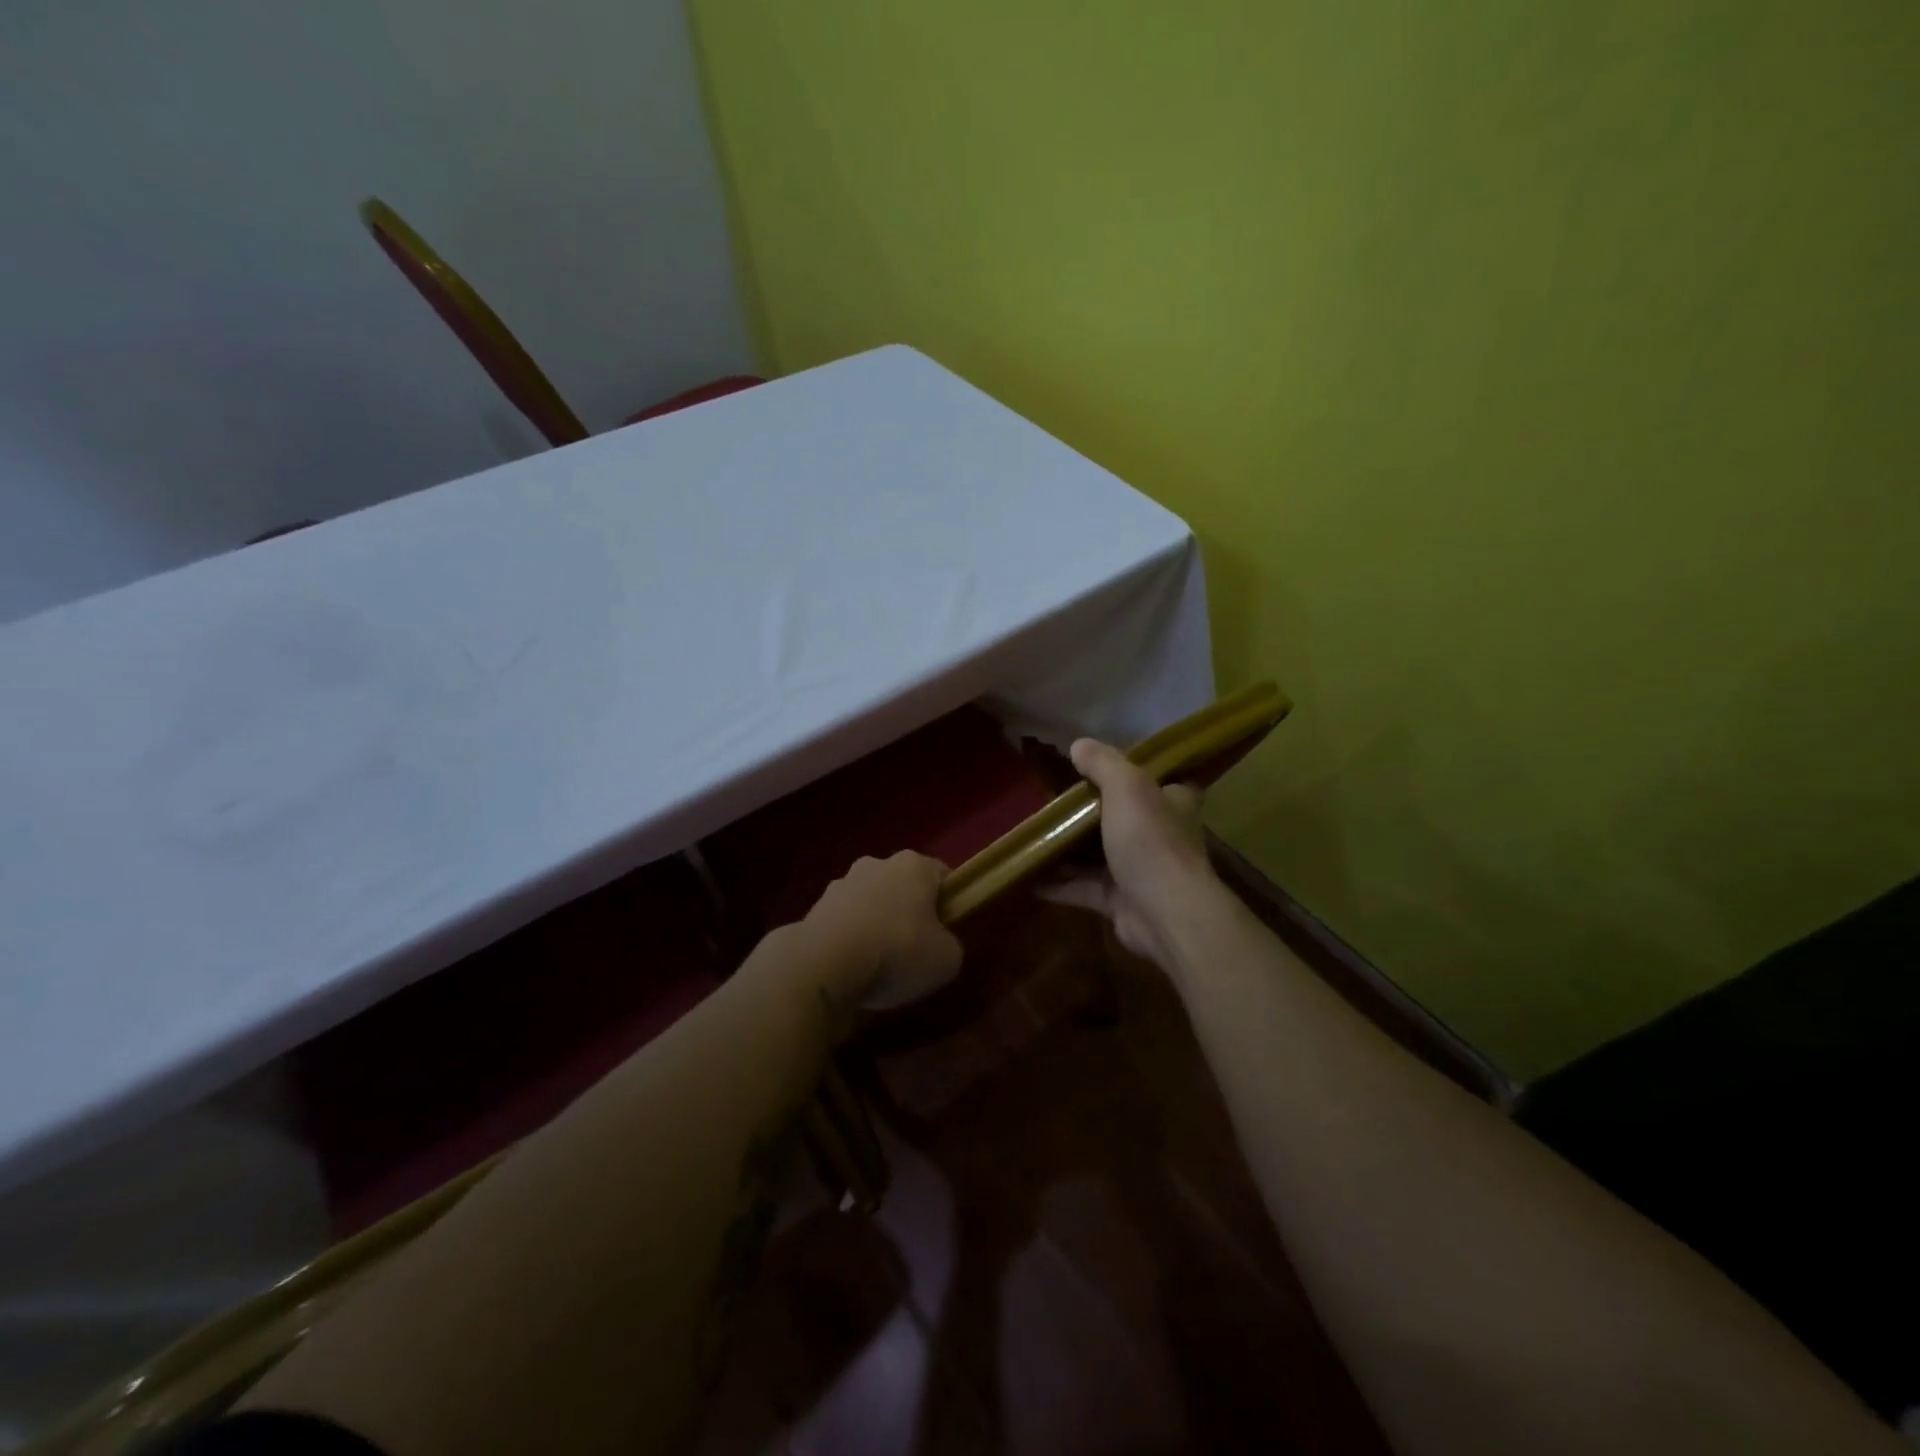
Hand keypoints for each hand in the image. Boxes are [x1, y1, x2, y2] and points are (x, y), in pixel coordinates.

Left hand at [801, 852, 963, 1010]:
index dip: (949, 903)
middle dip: (908, 912)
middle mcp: (877, 864)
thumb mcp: (946, 959)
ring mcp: (841, 883)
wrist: (825, 964)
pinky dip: (848, 940)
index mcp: (914, 865)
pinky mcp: (814, 908)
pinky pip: (842, 923)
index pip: (941, 876)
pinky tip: (850, 969)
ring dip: (875, 924)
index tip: (947, 931)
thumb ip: (949, 946)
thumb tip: (938, 946)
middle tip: (914, 949)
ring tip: (878, 965)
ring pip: (869, 902)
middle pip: (902, 886)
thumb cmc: (898, 951)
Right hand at [1044, 739, 1217, 971]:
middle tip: (1052, 800)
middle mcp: (1159, 834)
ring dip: (1069, 849)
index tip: (1096, 767)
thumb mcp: (1126, 786)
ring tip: (1034, 835)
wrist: (1164, 912)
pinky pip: (1083, 887)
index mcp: (1172, 802)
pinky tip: (1029, 876)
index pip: (1156, 780)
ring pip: (1098, 853)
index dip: (1130, 772)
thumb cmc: (1150, 840)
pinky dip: (1058, 883)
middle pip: (1121, 816)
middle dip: (1089, 811)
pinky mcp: (1119, 900)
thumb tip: (1078, 744)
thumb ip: (1103, 763)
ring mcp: (1139, 870)